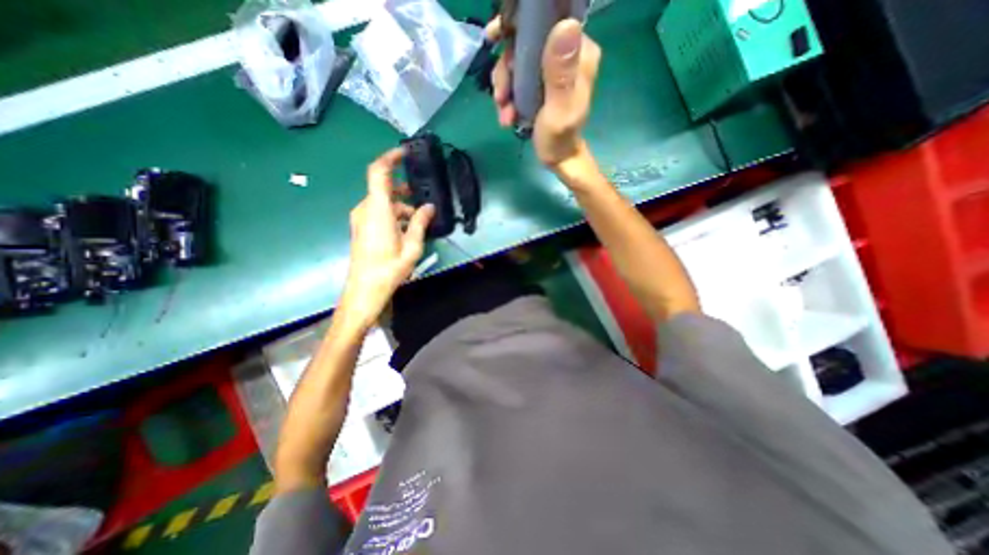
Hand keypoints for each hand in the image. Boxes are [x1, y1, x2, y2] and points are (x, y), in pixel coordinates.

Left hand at [339, 146, 433, 328]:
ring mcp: (361, 219)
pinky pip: (378, 212)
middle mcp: (365, 210)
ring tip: (419, 218)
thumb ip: (420, 223)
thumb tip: (429, 207)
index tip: (405, 153)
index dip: (390, 158)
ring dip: (400, 205)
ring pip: (382, 202)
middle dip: (403, 190)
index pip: (378, 173)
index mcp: (378, 210)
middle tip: (422, 197)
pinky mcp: (361, 228)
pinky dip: (392, 214)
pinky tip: (406, 228)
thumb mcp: (411, 246)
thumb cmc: (389, 269)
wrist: (364, 290)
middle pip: (383, 189)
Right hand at [486, 17, 602, 168]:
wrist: (558, 158)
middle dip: (507, 70)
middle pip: (527, 42)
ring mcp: (552, 69)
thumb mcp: (559, 109)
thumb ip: (560, 74)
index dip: (518, 25)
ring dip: (505, 88)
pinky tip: (507, 115)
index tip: (495, 38)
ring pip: (518, 62)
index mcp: (579, 53)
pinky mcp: (541, 83)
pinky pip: (518, 78)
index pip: (547, 20)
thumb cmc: (559, 139)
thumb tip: (565, 25)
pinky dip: (509, 96)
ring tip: (504, 113)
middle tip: (500, 96)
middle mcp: (567, 54)